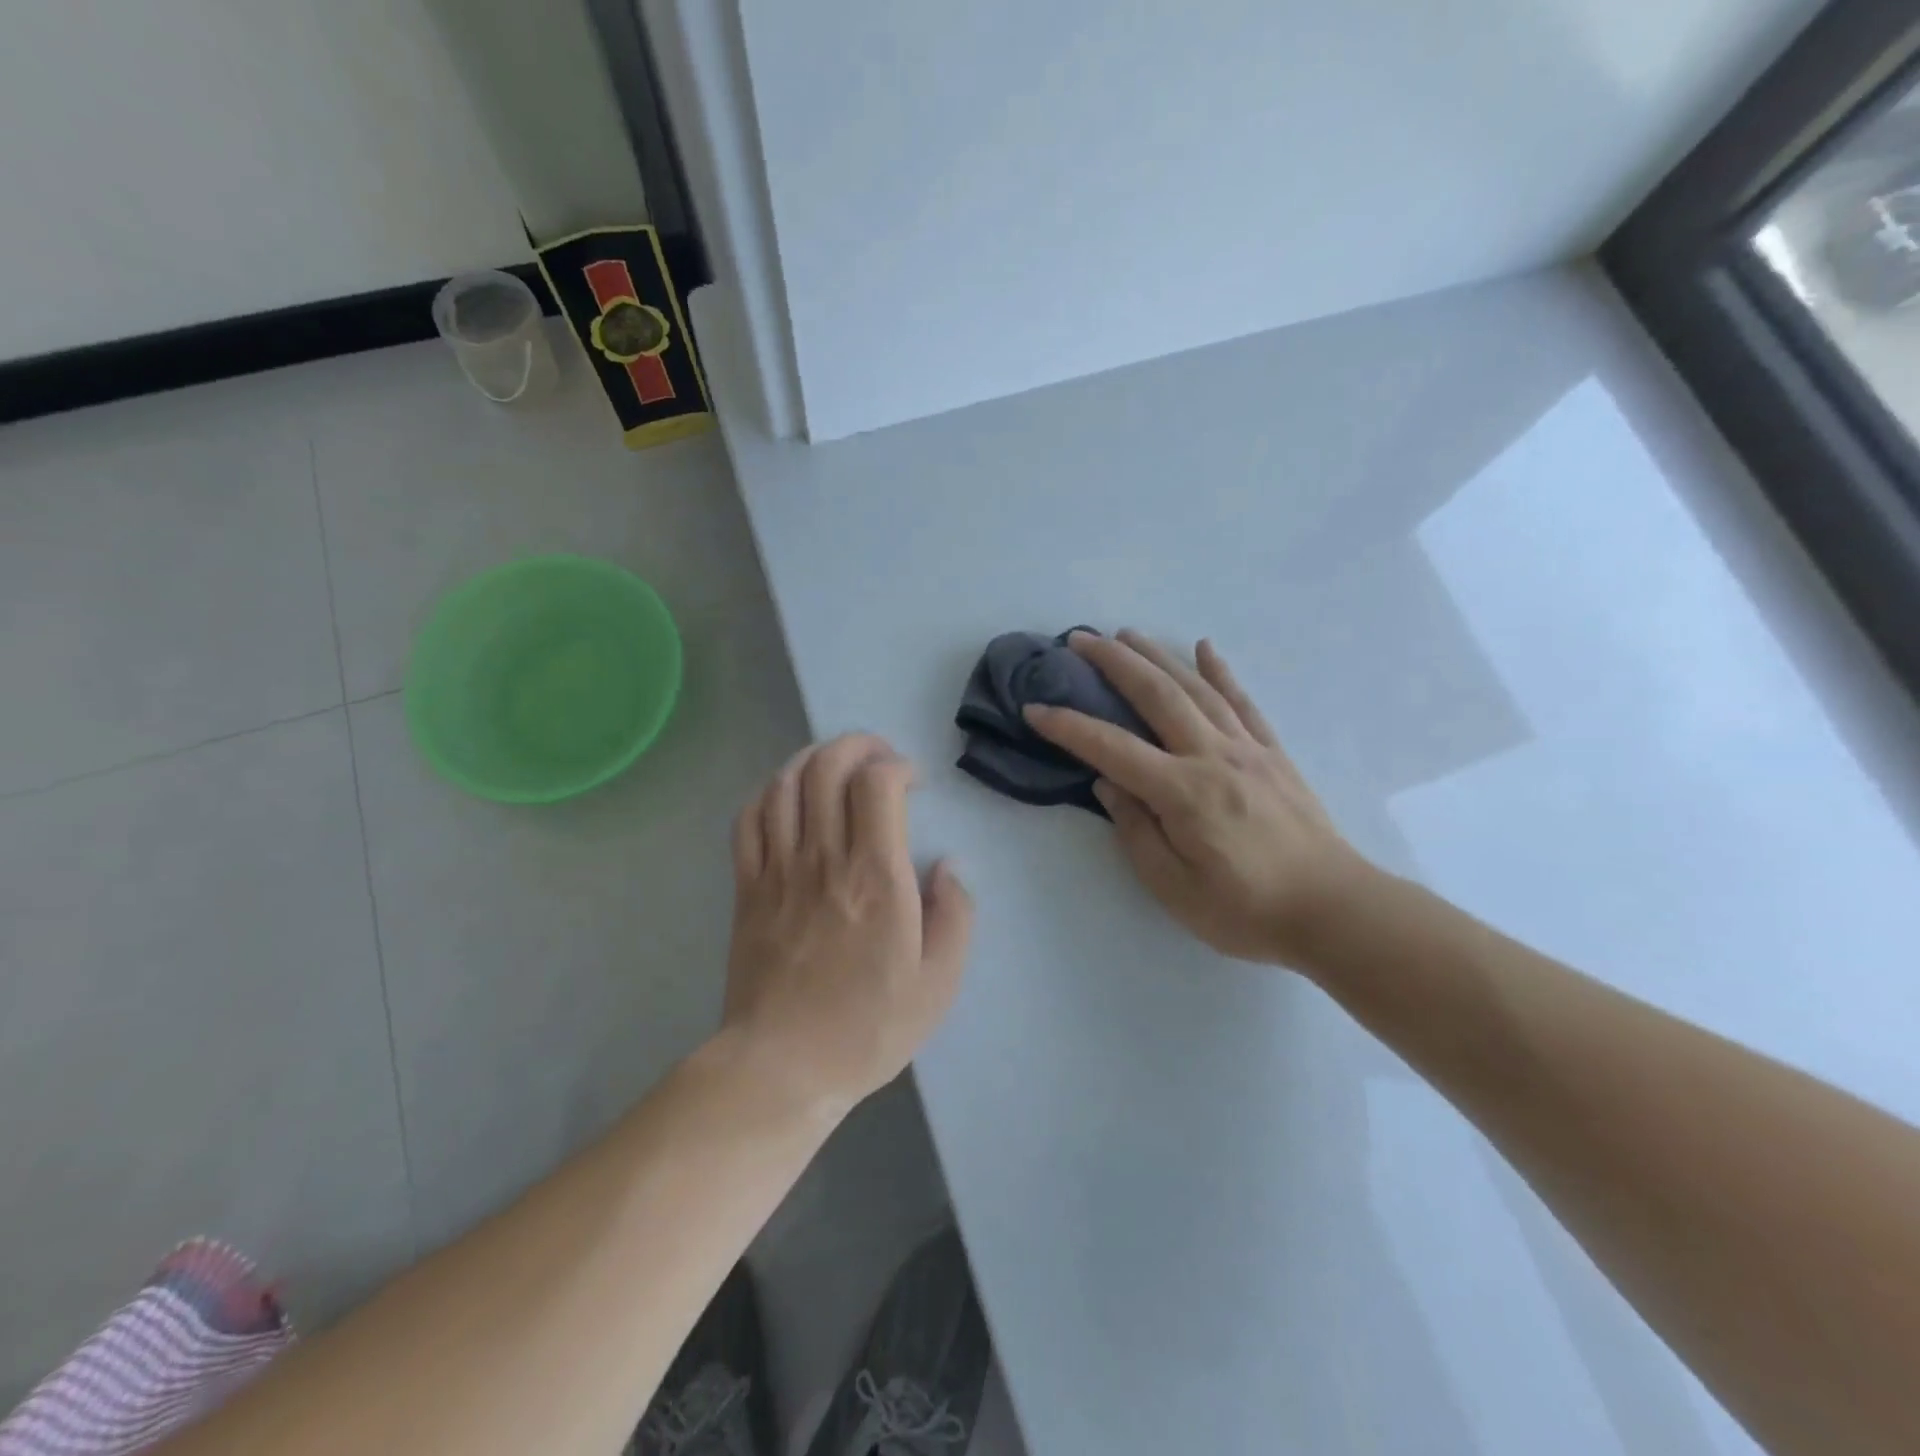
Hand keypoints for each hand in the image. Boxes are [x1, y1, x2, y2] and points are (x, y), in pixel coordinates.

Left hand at [722, 733, 973, 1117]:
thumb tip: (948, 866)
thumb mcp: (938, 983)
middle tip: (879, 758)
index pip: (877, 784)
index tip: (913, 782)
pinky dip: (769, 791)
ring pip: (785, 783)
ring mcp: (779, 870)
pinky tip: (788, 795)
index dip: (897, 765)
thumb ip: (955, 915)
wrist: (782, 1067)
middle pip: (827, 767)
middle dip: (857, 745)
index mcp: (876, 876)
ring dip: (813, 758)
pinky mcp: (747, 887)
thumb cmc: (867, 1026)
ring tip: (836, 765)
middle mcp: (824, 858)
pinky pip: (749, 818)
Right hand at [1025, 632, 1374, 970]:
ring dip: (1158, 656)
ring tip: (1127, 634)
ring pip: (1196, 689)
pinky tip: (1205, 649)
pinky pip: (1242, 702)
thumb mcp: (1175, 888)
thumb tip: (1108, 783)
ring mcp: (1247, 749)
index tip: (1034, 708)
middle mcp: (1213, 757)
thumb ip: (1137, 832)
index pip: (1112, 748)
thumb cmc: (1246, 910)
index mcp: (1184, 793)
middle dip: (1114, 663)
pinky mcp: (1272, 753)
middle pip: (1157, 696)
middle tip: (1080, 639)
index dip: (1068, 727)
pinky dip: (1221, 672)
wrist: (1334, 910)